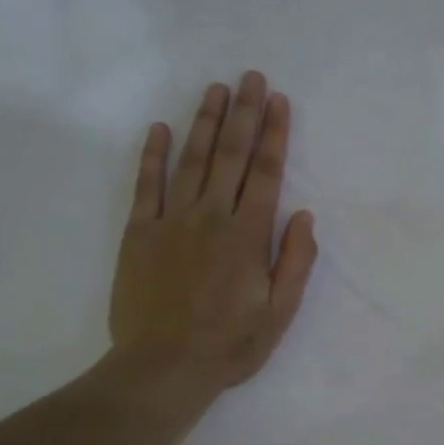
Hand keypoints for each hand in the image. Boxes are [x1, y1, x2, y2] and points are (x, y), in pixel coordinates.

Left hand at [107, 72, 317, 411]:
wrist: (163, 367)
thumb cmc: (229, 345)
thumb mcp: (279, 313)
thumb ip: (294, 262)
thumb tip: (303, 216)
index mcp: (247, 236)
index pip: (266, 174)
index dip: (274, 135)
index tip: (278, 101)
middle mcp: (211, 217)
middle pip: (231, 156)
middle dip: (244, 114)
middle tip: (251, 77)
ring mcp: (172, 222)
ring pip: (192, 161)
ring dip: (206, 123)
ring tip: (216, 90)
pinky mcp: (139, 234)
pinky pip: (146, 186)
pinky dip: (153, 155)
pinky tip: (160, 129)